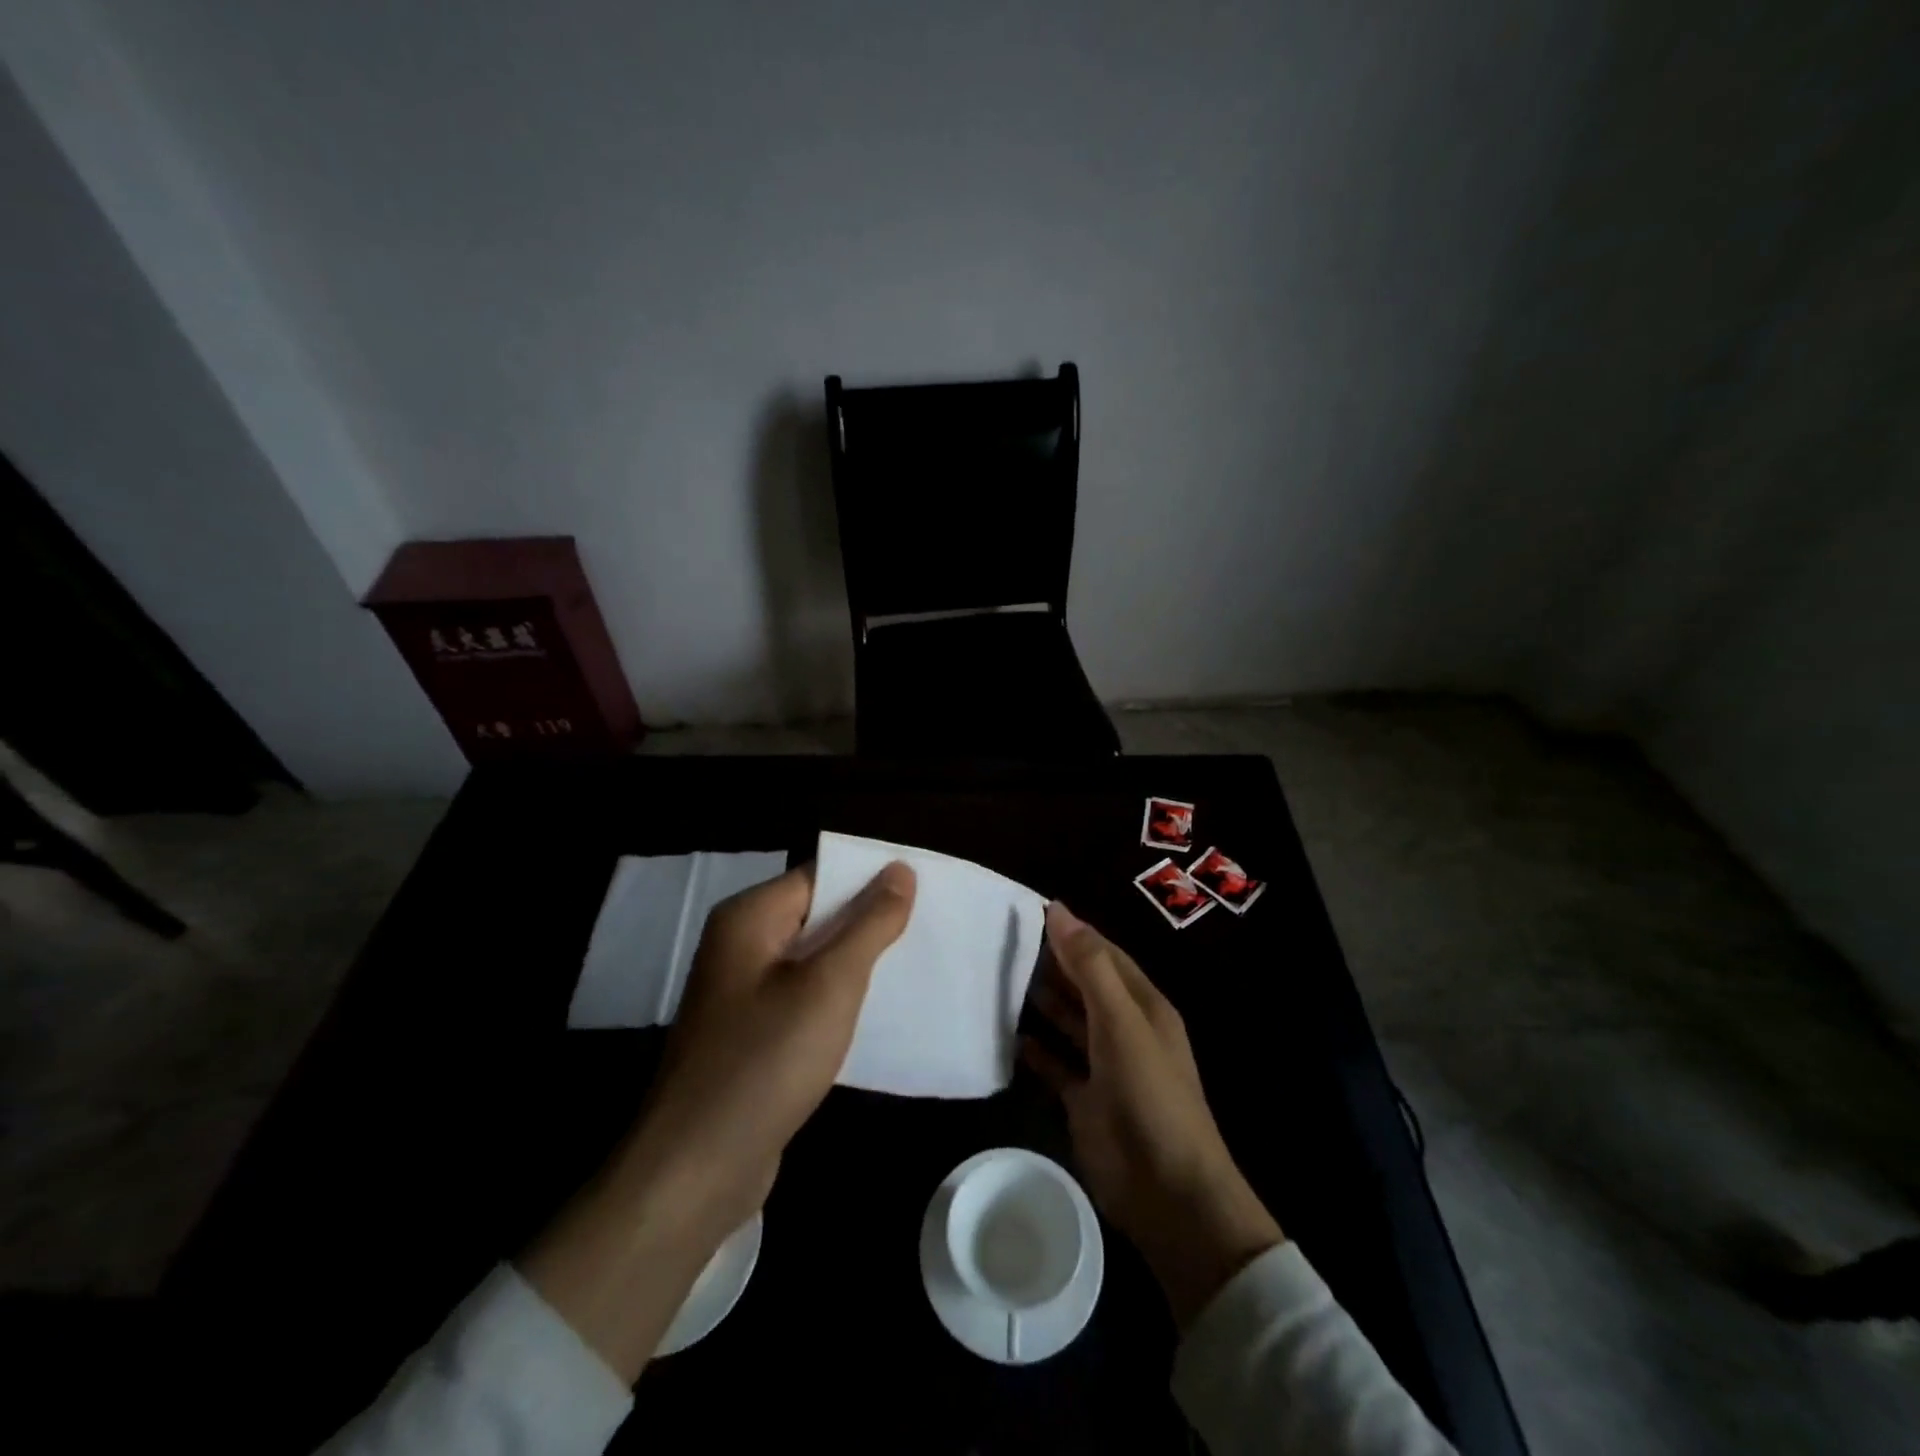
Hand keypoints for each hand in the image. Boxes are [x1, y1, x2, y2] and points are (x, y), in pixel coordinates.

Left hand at [522, 860, 914, 1379]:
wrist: (696, 1170)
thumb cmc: (766, 1062)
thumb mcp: (830, 985)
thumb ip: (869, 924)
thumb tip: (899, 869)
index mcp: (748, 918)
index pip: (820, 876)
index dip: (869, 881)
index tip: (921, 893)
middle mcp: (739, 945)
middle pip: (815, 915)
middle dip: (867, 923)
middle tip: (925, 931)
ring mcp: (740, 993)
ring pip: (811, 959)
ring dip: (855, 964)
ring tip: (911, 968)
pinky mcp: (749, 1034)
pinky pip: (801, 998)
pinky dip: (835, 999)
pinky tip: (873, 1014)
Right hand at [1022, 902, 1282, 1328]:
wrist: (1167, 1191)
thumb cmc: (1150, 1093)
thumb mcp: (1122, 1021)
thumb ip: (1090, 967)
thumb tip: (1059, 910)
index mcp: (1142, 1005)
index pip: (1103, 955)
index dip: (1071, 932)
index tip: (1029, 910)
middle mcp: (1123, 1029)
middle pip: (1083, 985)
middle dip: (1051, 963)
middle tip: (1003, 940)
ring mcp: (1104, 1066)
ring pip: (1068, 1021)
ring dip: (1041, 1001)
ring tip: (999, 977)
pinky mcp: (1084, 1100)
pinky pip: (1055, 1064)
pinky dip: (1035, 1050)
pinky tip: (1008, 1035)